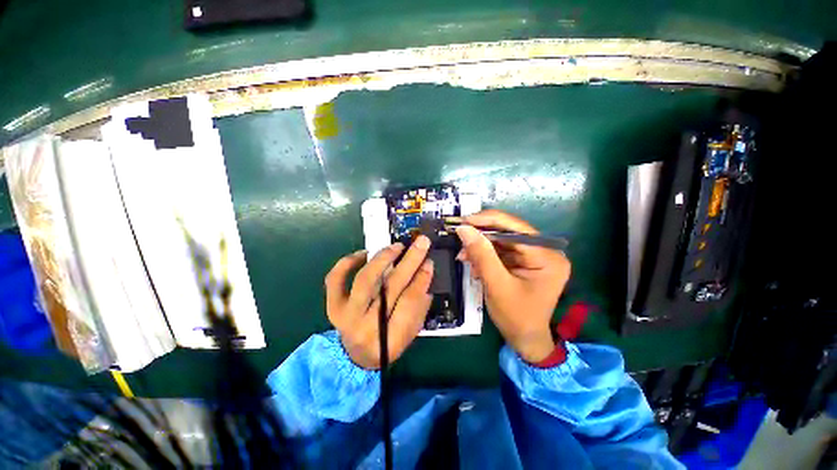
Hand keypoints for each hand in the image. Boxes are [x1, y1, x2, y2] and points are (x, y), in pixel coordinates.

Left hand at [324, 236, 433, 369]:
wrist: (355, 356)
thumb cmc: (388, 344)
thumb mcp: (410, 332)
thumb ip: (419, 305)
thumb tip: (425, 272)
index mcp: (389, 340)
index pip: (408, 304)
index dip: (420, 281)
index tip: (429, 262)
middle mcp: (365, 327)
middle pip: (390, 288)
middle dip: (409, 262)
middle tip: (421, 243)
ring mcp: (345, 315)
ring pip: (364, 280)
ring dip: (383, 259)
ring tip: (397, 246)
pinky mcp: (332, 305)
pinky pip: (335, 279)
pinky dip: (348, 262)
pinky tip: (364, 253)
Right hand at [456, 210, 570, 363]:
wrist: (525, 339)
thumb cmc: (515, 317)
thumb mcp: (496, 285)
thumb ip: (481, 255)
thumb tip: (464, 229)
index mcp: (547, 256)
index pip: (515, 228)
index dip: (487, 221)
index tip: (463, 221)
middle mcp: (545, 251)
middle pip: (508, 232)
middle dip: (482, 236)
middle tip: (460, 237)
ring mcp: (536, 256)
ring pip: (502, 241)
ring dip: (481, 247)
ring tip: (464, 256)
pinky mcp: (525, 262)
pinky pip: (502, 251)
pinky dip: (485, 255)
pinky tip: (474, 263)